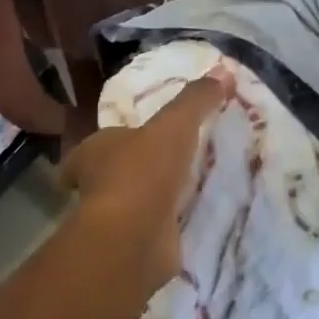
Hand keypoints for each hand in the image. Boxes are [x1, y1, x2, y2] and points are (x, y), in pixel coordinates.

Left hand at [58, 75, 226, 291]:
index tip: (138, 136)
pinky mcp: (133, 247)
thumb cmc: (143, 170)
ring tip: (187, 186)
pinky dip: (168, 225)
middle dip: (137, 167)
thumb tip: (224, 71)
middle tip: (169, 160)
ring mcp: (113, 219)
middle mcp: (96, 184)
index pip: (101, 141)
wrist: (133, 239)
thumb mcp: (175, 123)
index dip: (117, 138)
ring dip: (154, 196)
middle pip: (115, 171)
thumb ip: (197, 99)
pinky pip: (154, 229)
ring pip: (134, 202)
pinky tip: (191, 218)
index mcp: (94, 149)